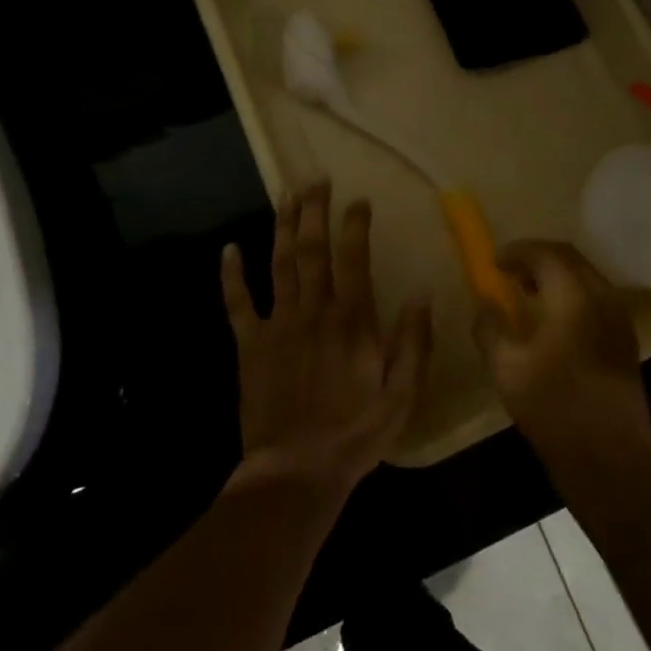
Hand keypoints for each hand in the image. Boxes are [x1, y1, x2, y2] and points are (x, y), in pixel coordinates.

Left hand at [222, 182, 432, 498]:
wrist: (296, 471)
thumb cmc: (356, 434)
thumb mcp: (402, 394)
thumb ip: (414, 341)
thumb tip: (423, 292)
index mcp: (352, 321)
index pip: (354, 259)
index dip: (355, 225)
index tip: (358, 199)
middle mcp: (314, 311)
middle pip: (313, 250)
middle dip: (314, 211)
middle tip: (314, 179)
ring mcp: (278, 325)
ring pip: (279, 264)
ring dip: (283, 227)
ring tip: (285, 195)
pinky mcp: (250, 344)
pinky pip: (237, 303)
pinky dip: (231, 275)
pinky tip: (228, 249)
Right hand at [475, 241, 650, 487]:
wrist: (609, 460)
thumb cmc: (553, 408)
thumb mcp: (506, 367)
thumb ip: (490, 327)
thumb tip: (485, 305)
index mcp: (574, 297)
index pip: (546, 253)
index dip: (517, 251)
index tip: (494, 261)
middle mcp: (603, 298)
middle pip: (570, 259)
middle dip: (537, 259)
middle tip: (509, 272)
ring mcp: (620, 320)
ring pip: (585, 278)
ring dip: (555, 277)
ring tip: (526, 294)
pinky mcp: (625, 341)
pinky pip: (595, 300)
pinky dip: (570, 296)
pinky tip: (552, 322)